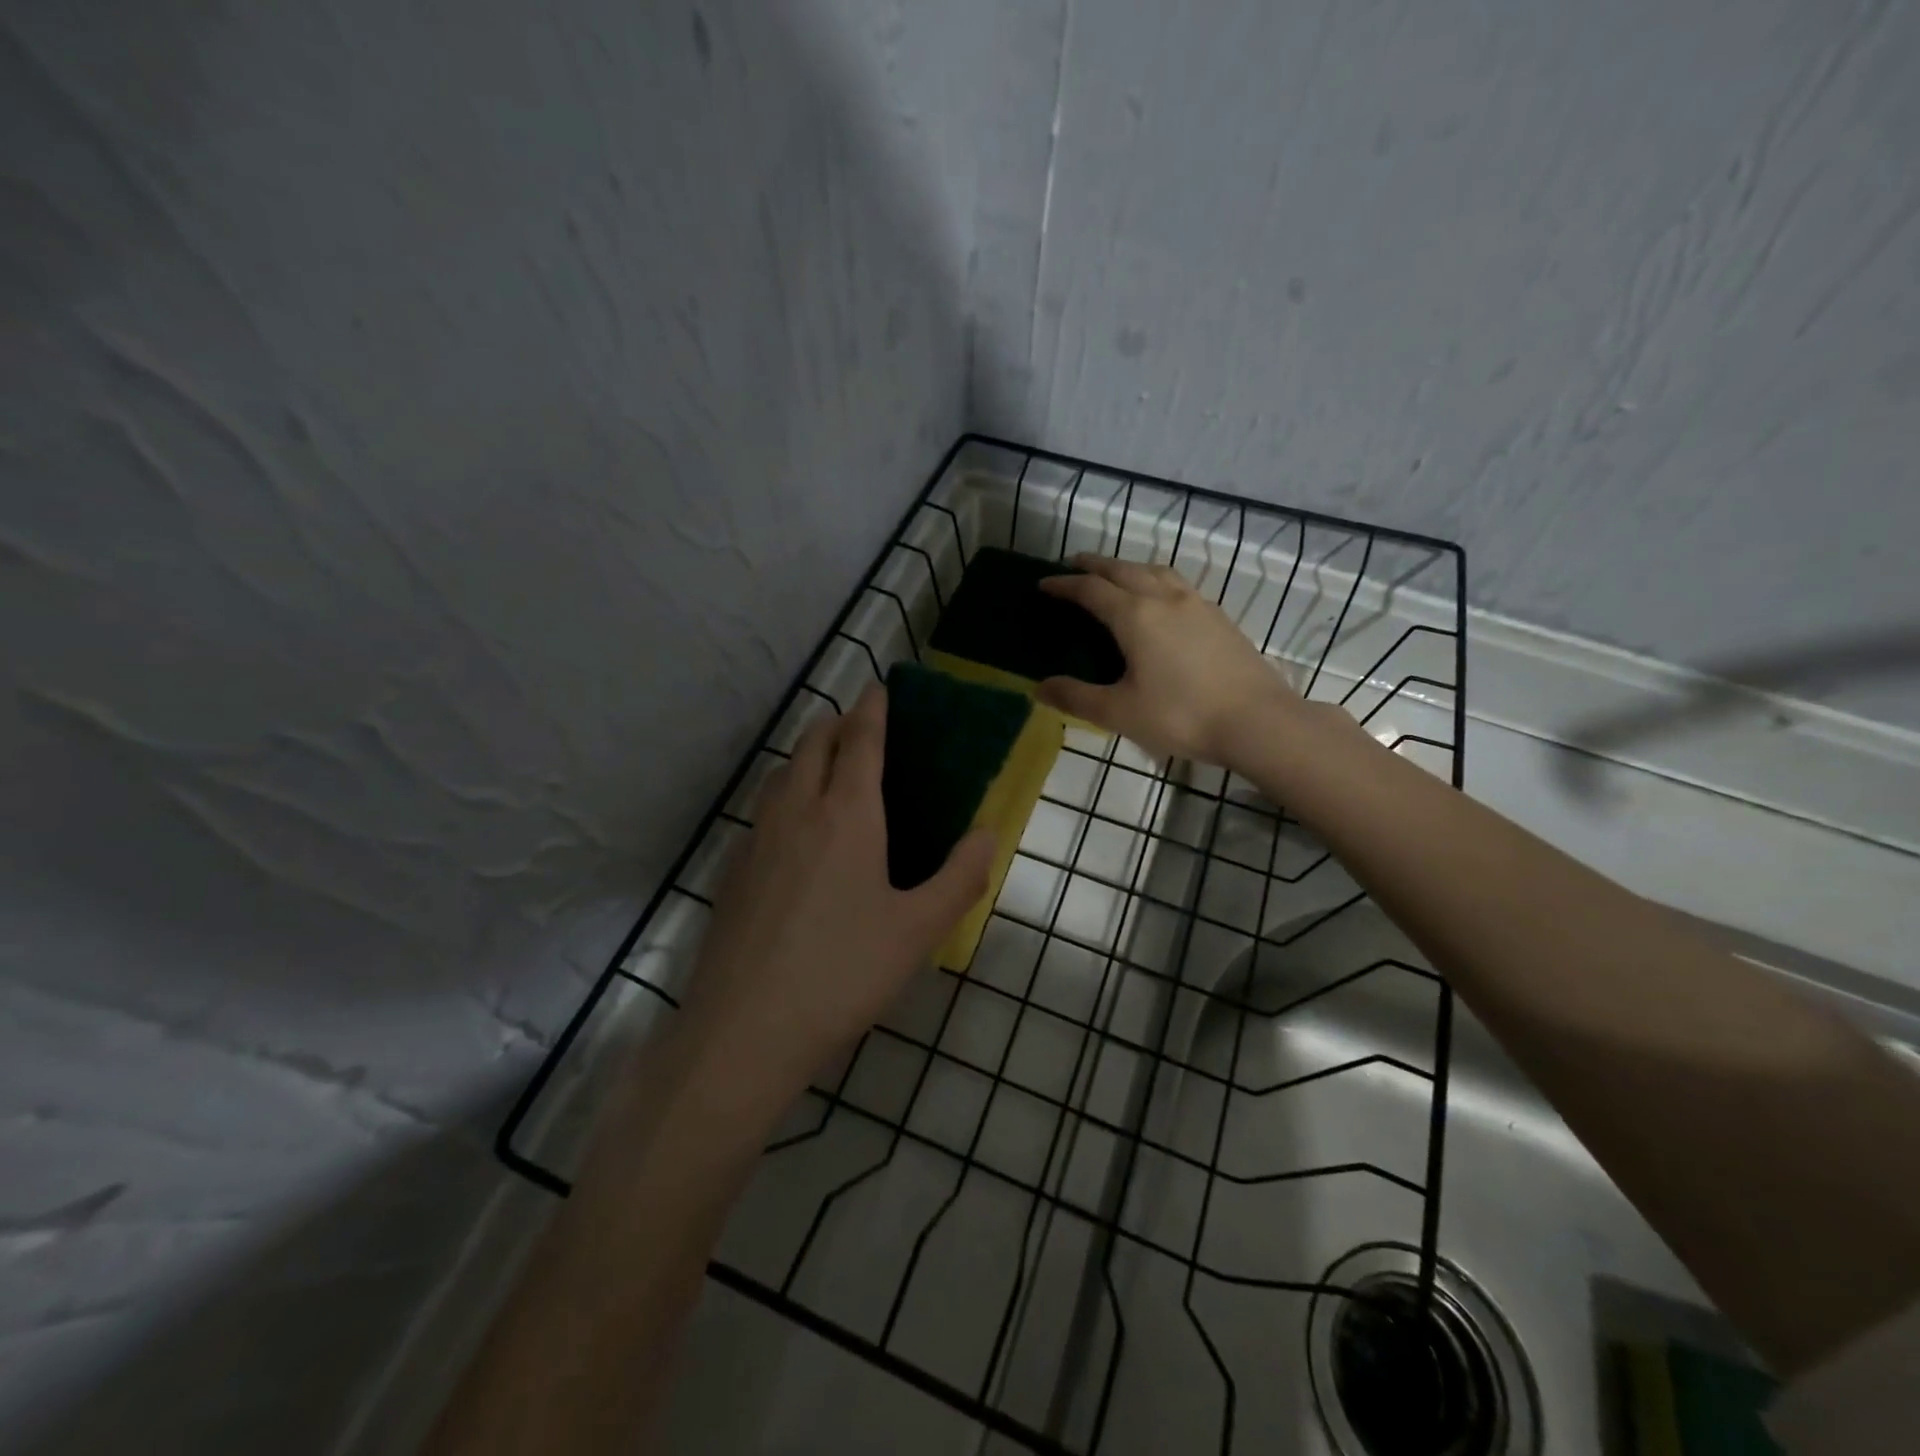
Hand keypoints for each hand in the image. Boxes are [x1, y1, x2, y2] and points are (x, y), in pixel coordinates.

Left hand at [679, 685, 996, 1104]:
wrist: (745, 1031)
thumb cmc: (843, 973)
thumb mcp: (918, 931)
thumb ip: (961, 877)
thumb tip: (988, 833)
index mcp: (846, 814)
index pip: (860, 740)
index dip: (872, 709)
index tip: (881, 687)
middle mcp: (796, 810)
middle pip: (813, 743)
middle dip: (838, 724)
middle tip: (864, 732)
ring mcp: (756, 838)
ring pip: (782, 773)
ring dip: (808, 757)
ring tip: (832, 775)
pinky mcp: (734, 870)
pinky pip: (764, 809)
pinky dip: (786, 794)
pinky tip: (798, 834)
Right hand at [1037, 554, 1301, 763]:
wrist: (1257, 721)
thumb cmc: (1181, 716)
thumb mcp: (1119, 712)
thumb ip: (1077, 697)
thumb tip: (1039, 688)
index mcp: (1135, 616)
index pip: (1091, 590)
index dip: (1064, 584)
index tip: (1043, 583)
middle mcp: (1165, 599)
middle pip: (1123, 569)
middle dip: (1095, 565)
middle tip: (1073, 565)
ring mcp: (1197, 605)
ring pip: (1156, 571)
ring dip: (1129, 567)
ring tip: (1116, 575)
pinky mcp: (1219, 618)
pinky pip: (1178, 585)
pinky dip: (1156, 580)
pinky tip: (1161, 600)